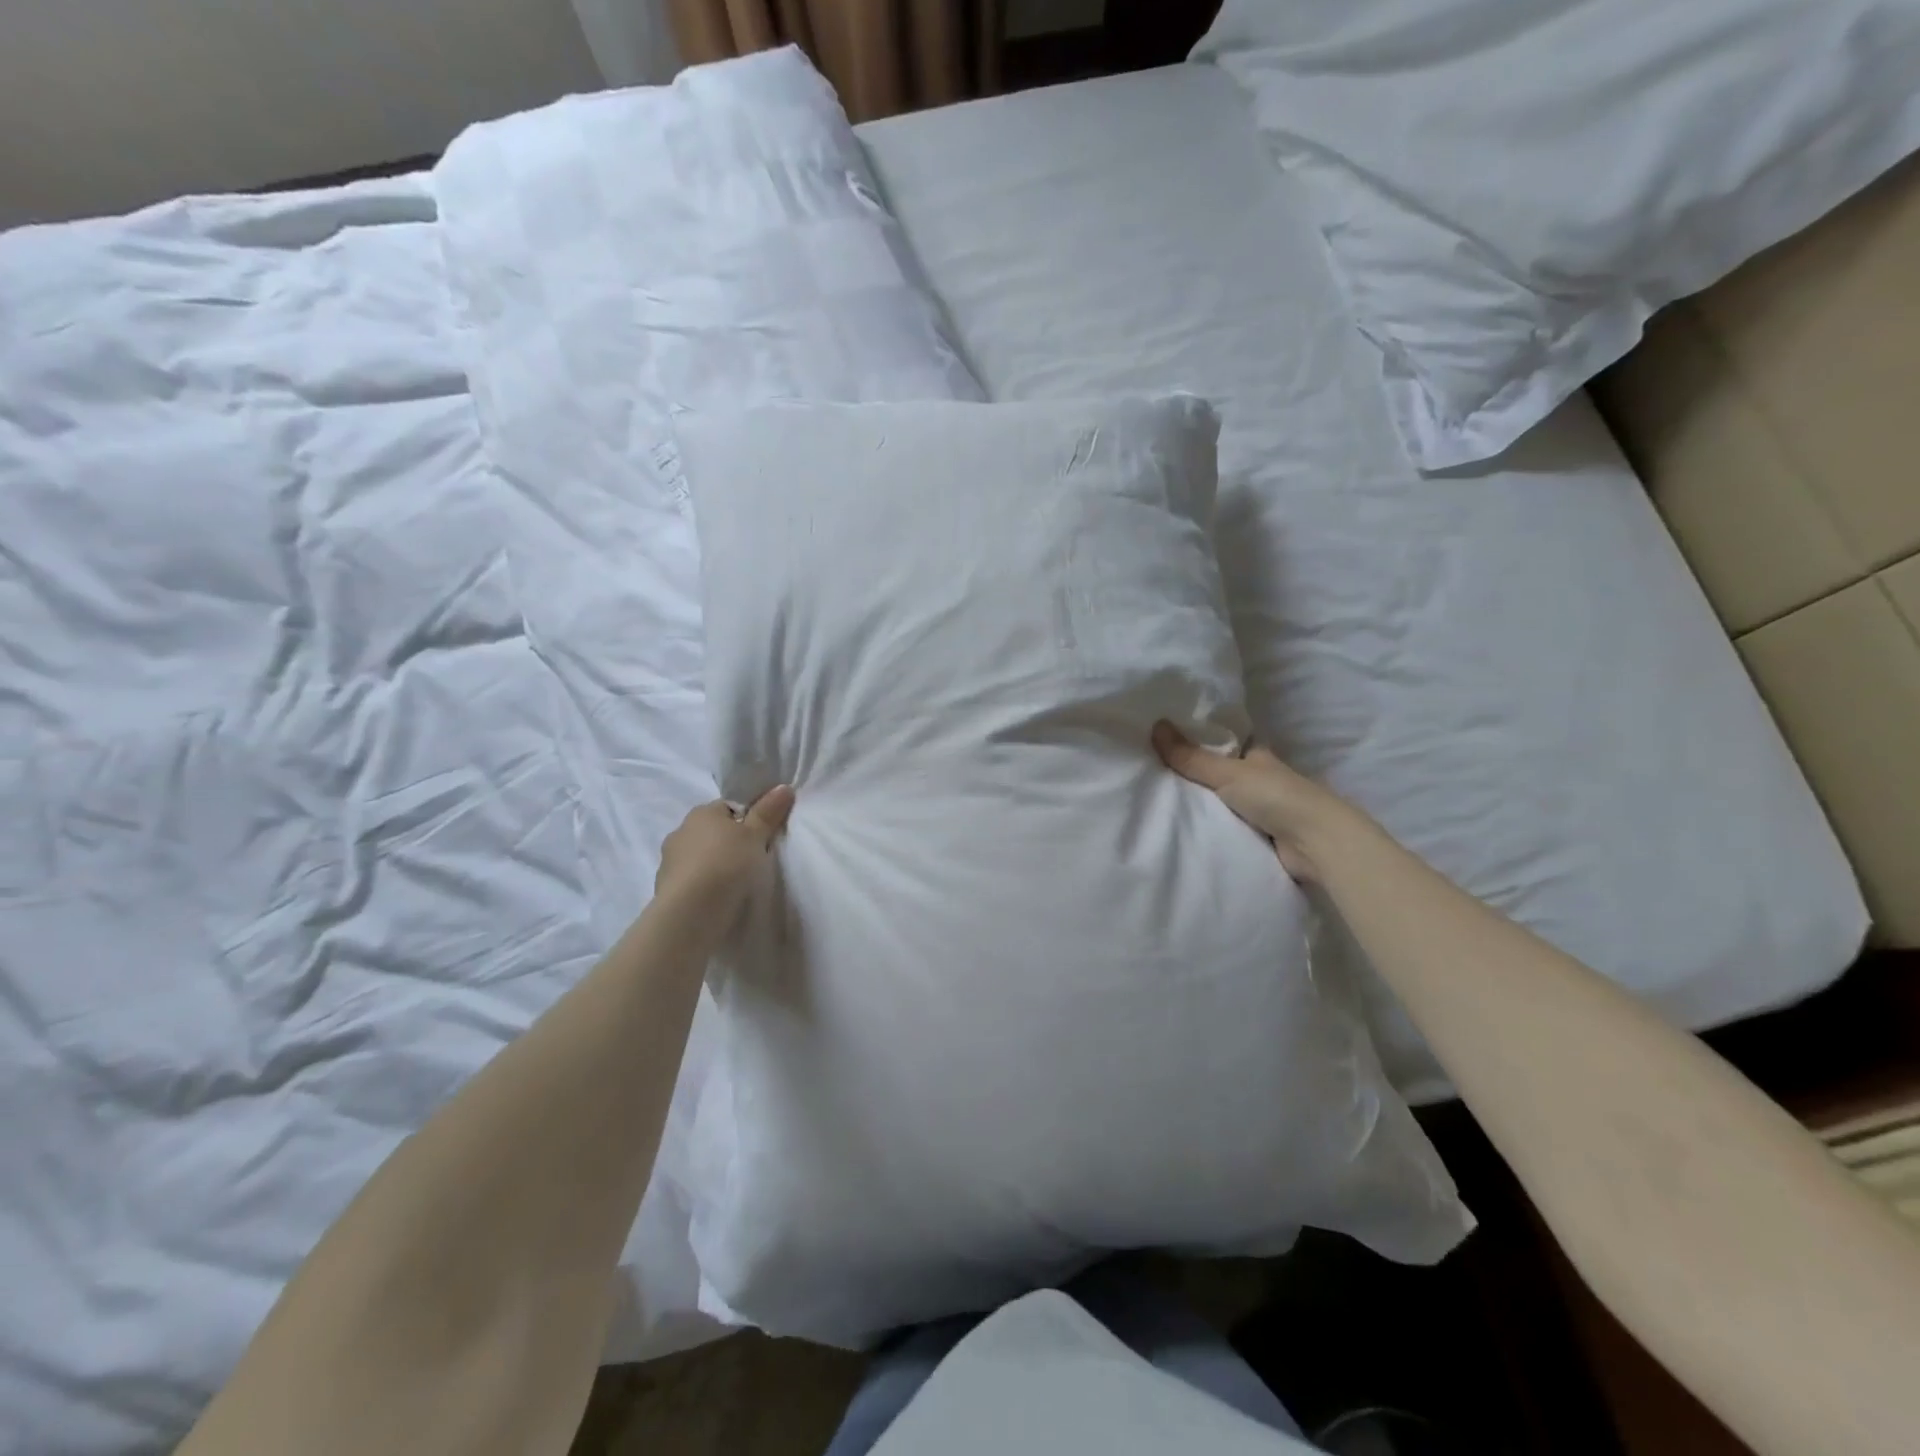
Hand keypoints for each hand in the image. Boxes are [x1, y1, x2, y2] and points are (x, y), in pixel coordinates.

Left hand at [654, 785, 795, 914]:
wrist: (691, 911)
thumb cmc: (727, 863)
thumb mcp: (756, 835)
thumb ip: (768, 812)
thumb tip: (784, 787)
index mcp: (701, 812)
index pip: (727, 808)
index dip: (746, 820)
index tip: (761, 837)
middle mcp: (680, 831)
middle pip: (712, 833)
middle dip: (728, 844)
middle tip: (752, 860)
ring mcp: (669, 862)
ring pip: (699, 858)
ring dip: (713, 866)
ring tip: (735, 884)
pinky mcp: (665, 890)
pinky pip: (691, 882)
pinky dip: (703, 887)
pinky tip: (718, 899)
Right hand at [1152, 722, 1353, 881]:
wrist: (1315, 843)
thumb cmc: (1276, 796)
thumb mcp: (1227, 772)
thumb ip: (1191, 756)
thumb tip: (1156, 724)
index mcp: (1258, 756)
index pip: (1226, 743)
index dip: (1201, 741)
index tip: (1168, 741)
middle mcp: (1261, 779)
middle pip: (1221, 774)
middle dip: (1195, 776)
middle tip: (1154, 773)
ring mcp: (1263, 809)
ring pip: (1223, 802)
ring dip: (1202, 805)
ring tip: (1160, 802)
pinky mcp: (1262, 837)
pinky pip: (1228, 828)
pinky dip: (1211, 829)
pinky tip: (1184, 829)